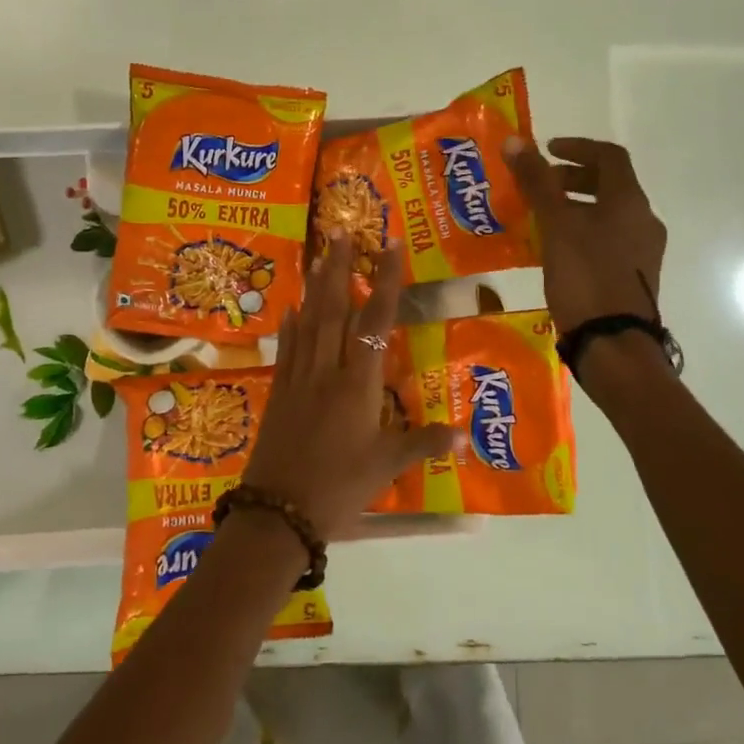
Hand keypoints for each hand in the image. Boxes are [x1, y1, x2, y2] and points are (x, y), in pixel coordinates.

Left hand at [241, 233, 464, 540]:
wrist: (277, 512)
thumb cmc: (338, 488)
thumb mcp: (387, 468)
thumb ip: (424, 444)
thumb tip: (466, 435)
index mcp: (357, 384)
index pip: (375, 322)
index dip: (385, 281)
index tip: (390, 245)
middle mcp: (326, 371)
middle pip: (333, 309)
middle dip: (339, 268)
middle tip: (340, 230)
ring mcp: (298, 380)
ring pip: (307, 322)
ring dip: (314, 287)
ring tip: (318, 255)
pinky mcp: (278, 393)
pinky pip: (287, 349)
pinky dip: (290, 325)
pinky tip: (290, 308)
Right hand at [504, 135, 667, 336]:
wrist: (613, 343)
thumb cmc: (585, 276)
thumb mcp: (555, 225)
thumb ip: (536, 182)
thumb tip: (515, 141)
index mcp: (630, 202)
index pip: (609, 156)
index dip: (577, 147)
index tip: (545, 152)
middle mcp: (643, 221)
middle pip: (609, 185)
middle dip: (572, 180)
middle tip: (539, 187)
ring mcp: (642, 252)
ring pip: (607, 215)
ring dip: (574, 208)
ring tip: (540, 220)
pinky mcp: (634, 277)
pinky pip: (607, 240)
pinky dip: (581, 233)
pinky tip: (555, 251)